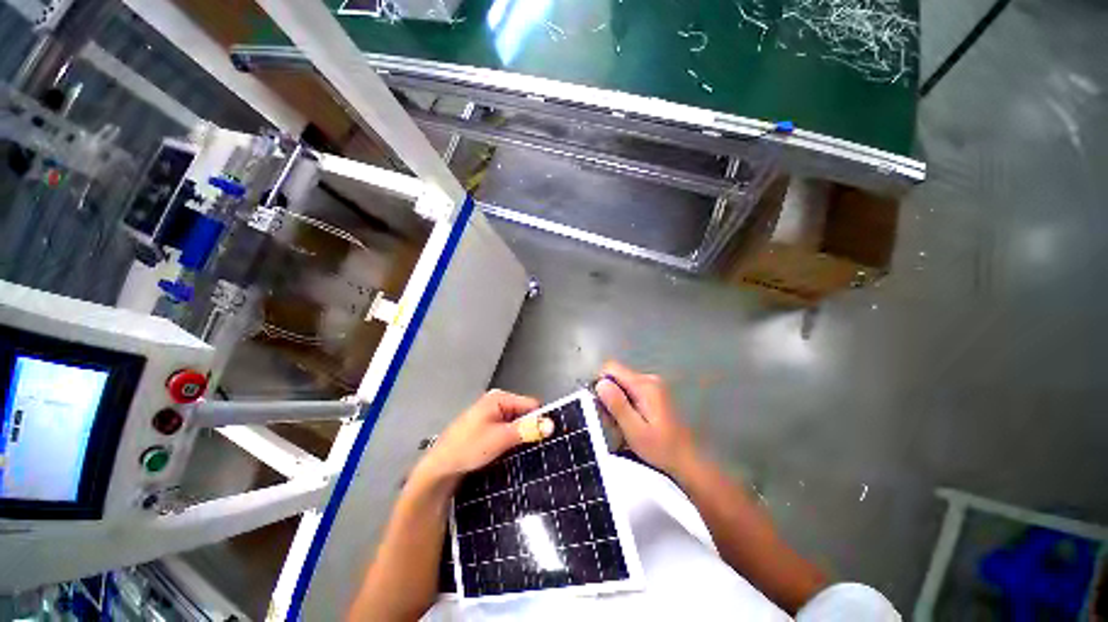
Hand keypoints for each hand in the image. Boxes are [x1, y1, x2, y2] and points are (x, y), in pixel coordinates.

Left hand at [414, 390, 547, 485]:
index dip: (540, 420)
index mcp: (499, 398)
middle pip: (523, 413)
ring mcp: (490, 415)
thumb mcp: (501, 438)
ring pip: (515, 424)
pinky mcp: (486, 428)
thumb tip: (552, 424)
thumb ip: (527, 429)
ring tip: (525, 453)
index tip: (547, 439)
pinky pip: (506, 430)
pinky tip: (511, 453)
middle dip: (530, 429)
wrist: (439, 468)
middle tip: (535, 448)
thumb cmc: (469, 448)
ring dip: (520, 436)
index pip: (531, 404)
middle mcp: (496, 402)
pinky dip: (511, 440)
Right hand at [596, 361, 698, 476]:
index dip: (601, 384)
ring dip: (617, 402)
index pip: (611, 368)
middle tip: (613, 422)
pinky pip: (632, 391)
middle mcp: (649, 379)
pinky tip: (633, 423)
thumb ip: (617, 405)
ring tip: (624, 426)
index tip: (601, 406)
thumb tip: (600, 383)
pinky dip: (627, 405)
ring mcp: (654, 385)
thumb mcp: (635, 430)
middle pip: (617, 376)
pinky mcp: (656, 393)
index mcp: (644, 385)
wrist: (688, 461)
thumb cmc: (661, 449)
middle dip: (609, 396)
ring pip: (622, 385)